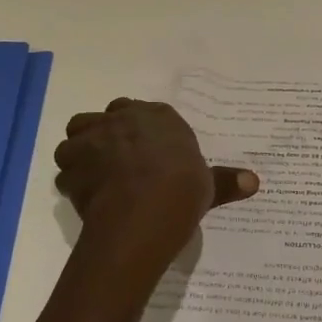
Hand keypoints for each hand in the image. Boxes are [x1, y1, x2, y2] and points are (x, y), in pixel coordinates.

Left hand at [55, 99, 258, 284]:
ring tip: (93, 175)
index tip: (142, 148)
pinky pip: (66, 168)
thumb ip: (226, 181)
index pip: (141, 110)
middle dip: (106, 132)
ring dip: (81, 151)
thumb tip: (255, 181)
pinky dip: (71, 179)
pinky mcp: (73, 163)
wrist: (144, 211)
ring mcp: (95, 138)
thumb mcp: (208, 187)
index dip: (138, 127)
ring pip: (78, 133)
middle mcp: (124, 118)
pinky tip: (83, 198)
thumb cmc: (182, 192)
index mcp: (159, 117)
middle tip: (115, 159)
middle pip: (107, 116)